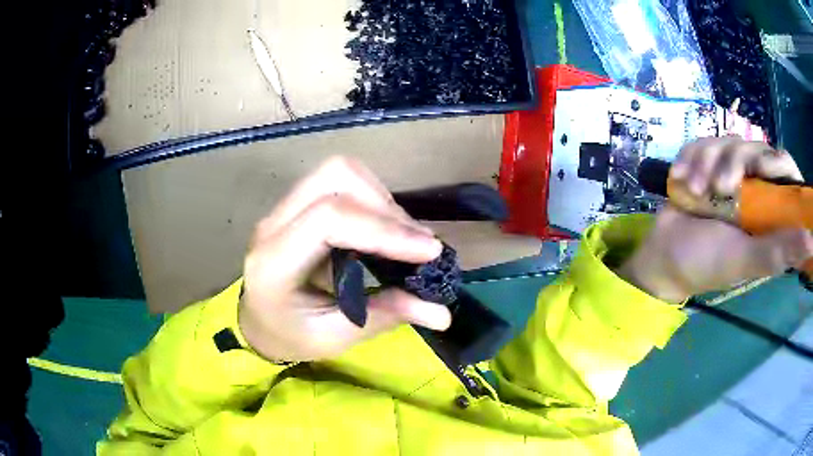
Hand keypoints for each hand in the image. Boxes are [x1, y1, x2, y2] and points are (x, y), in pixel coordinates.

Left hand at [239, 157, 450, 361]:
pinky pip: (340, 182)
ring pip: (339, 172)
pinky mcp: (298, 204)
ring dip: (381, 199)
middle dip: (385, 205)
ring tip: (406, 237)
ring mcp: (283, 208)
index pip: (328, 220)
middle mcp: (274, 224)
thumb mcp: (335, 337)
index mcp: (274, 263)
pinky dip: (373, 200)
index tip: (429, 252)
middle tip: (417, 244)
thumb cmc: (291, 336)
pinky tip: (386, 230)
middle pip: (334, 177)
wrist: (260, 323)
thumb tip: (442, 312)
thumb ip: (384, 317)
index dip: (383, 229)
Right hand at [619, 137, 811, 302]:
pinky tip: (681, 181)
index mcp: (769, 210)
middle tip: (719, 188)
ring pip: (725, 142)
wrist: (664, 255)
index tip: (759, 169)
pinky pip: (701, 143)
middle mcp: (753, 187)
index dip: (774, 161)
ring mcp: (728, 173)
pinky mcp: (705, 165)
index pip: (784, 169)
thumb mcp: (745, 259)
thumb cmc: (707, 263)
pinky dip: (689, 158)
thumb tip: (811, 244)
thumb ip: (778, 251)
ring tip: (694, 192)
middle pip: (753, 148)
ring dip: (705, 163)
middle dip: (732, 162)